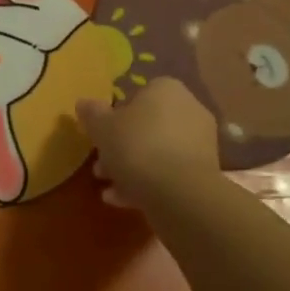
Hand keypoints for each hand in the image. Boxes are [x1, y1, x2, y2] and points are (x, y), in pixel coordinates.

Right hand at [76, 78, 220, 210]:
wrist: (179, 192)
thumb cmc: (136, 146)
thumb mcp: (102, 127)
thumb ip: (92, 113)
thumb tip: (84, 103)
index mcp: (167, 89)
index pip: (140, 93)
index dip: (118, 113)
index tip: (102, 133)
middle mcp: (189, 109)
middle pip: (148, 125)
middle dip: (122, 146)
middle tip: (101, 165)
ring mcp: (201, 142)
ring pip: (158, 151)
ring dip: (132, 167)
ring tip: (109, 187)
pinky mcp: (205, 173)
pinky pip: (170, 172)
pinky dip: (148, 183)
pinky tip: (123, 200)